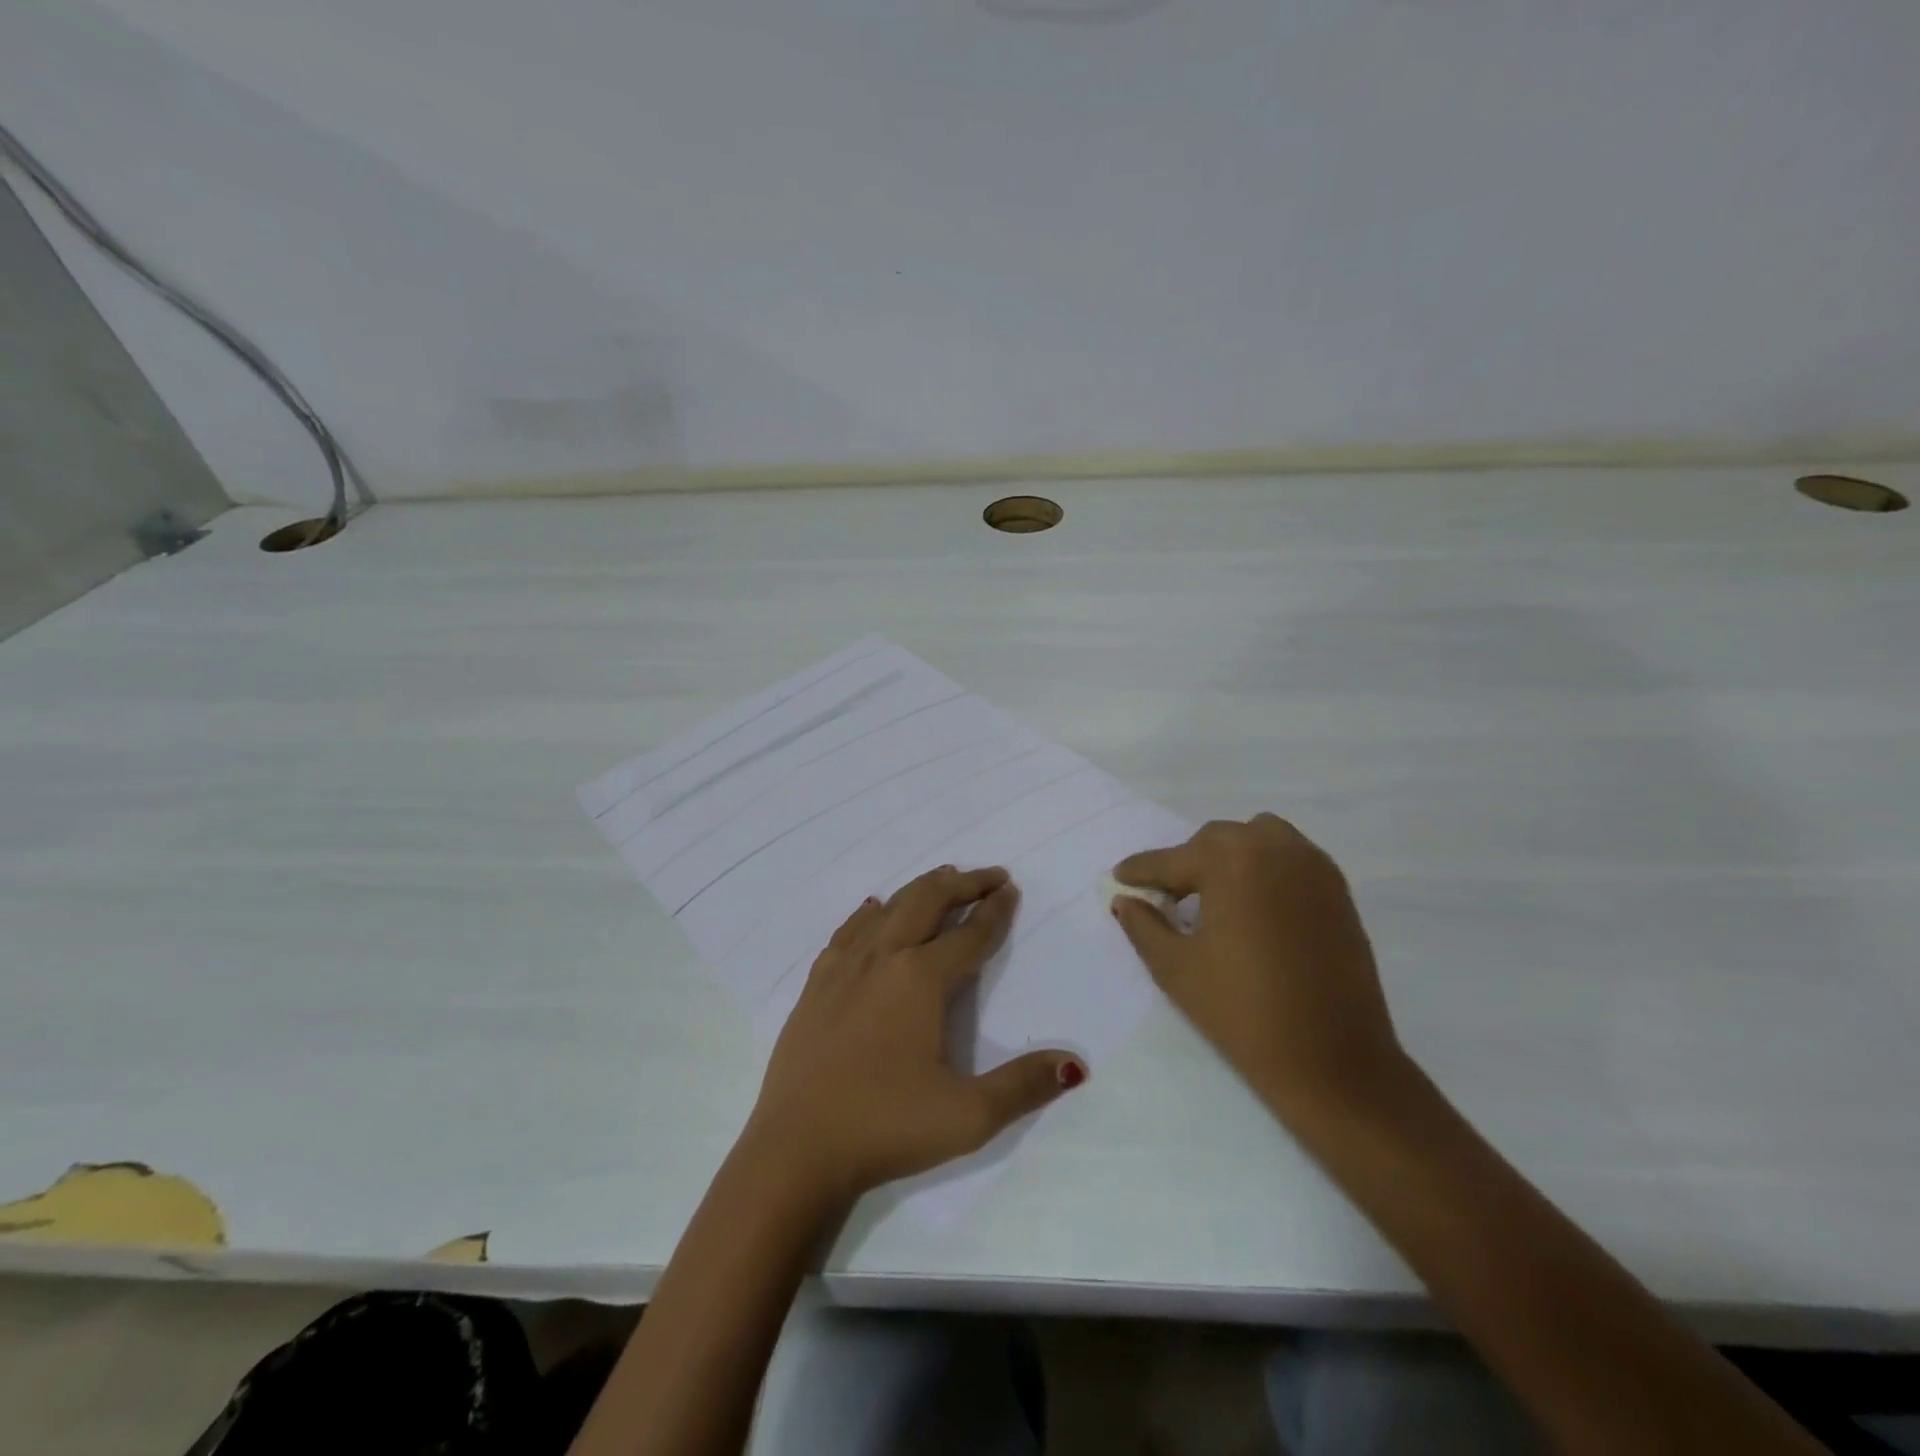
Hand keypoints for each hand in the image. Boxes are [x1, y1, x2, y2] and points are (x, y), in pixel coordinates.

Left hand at [744, 865, 1084, 1203]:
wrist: (795, 1150)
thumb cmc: (885, 1127)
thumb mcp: (968, 1116)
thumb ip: (1024, 1085)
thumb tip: (1074, 1064)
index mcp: (921, 978)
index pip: (970, 934)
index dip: (995, 911)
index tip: (1010, 890)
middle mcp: (883, 958)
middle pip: (927, 902)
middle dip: (962, 883)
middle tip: (989, 876)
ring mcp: (844, 967)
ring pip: (888, 908)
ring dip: (920, 889)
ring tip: (943, 880)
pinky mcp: (816, 985)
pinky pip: (848, 931)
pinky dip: (870, 913)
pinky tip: (874, 909)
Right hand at [1113, 815, 1409, 1122]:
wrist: (1332, 1060)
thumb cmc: (1242, 1011)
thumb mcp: (1175, 968)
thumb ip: (1143, 925)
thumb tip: (1125, 900)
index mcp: (1231, 861)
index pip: (1172, 860)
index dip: (1141, 871)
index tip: (1119, 876)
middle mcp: (1273, 848)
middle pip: (1215, 840)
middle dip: (1186, 863)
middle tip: (1168, 896)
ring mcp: (1313, 867)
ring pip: (1258, 838)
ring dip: (1230, 856)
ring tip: (1215, 894)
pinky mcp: (1338, 891)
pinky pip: (1291, 857)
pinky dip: (1266, 867)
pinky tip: (1254, 904)